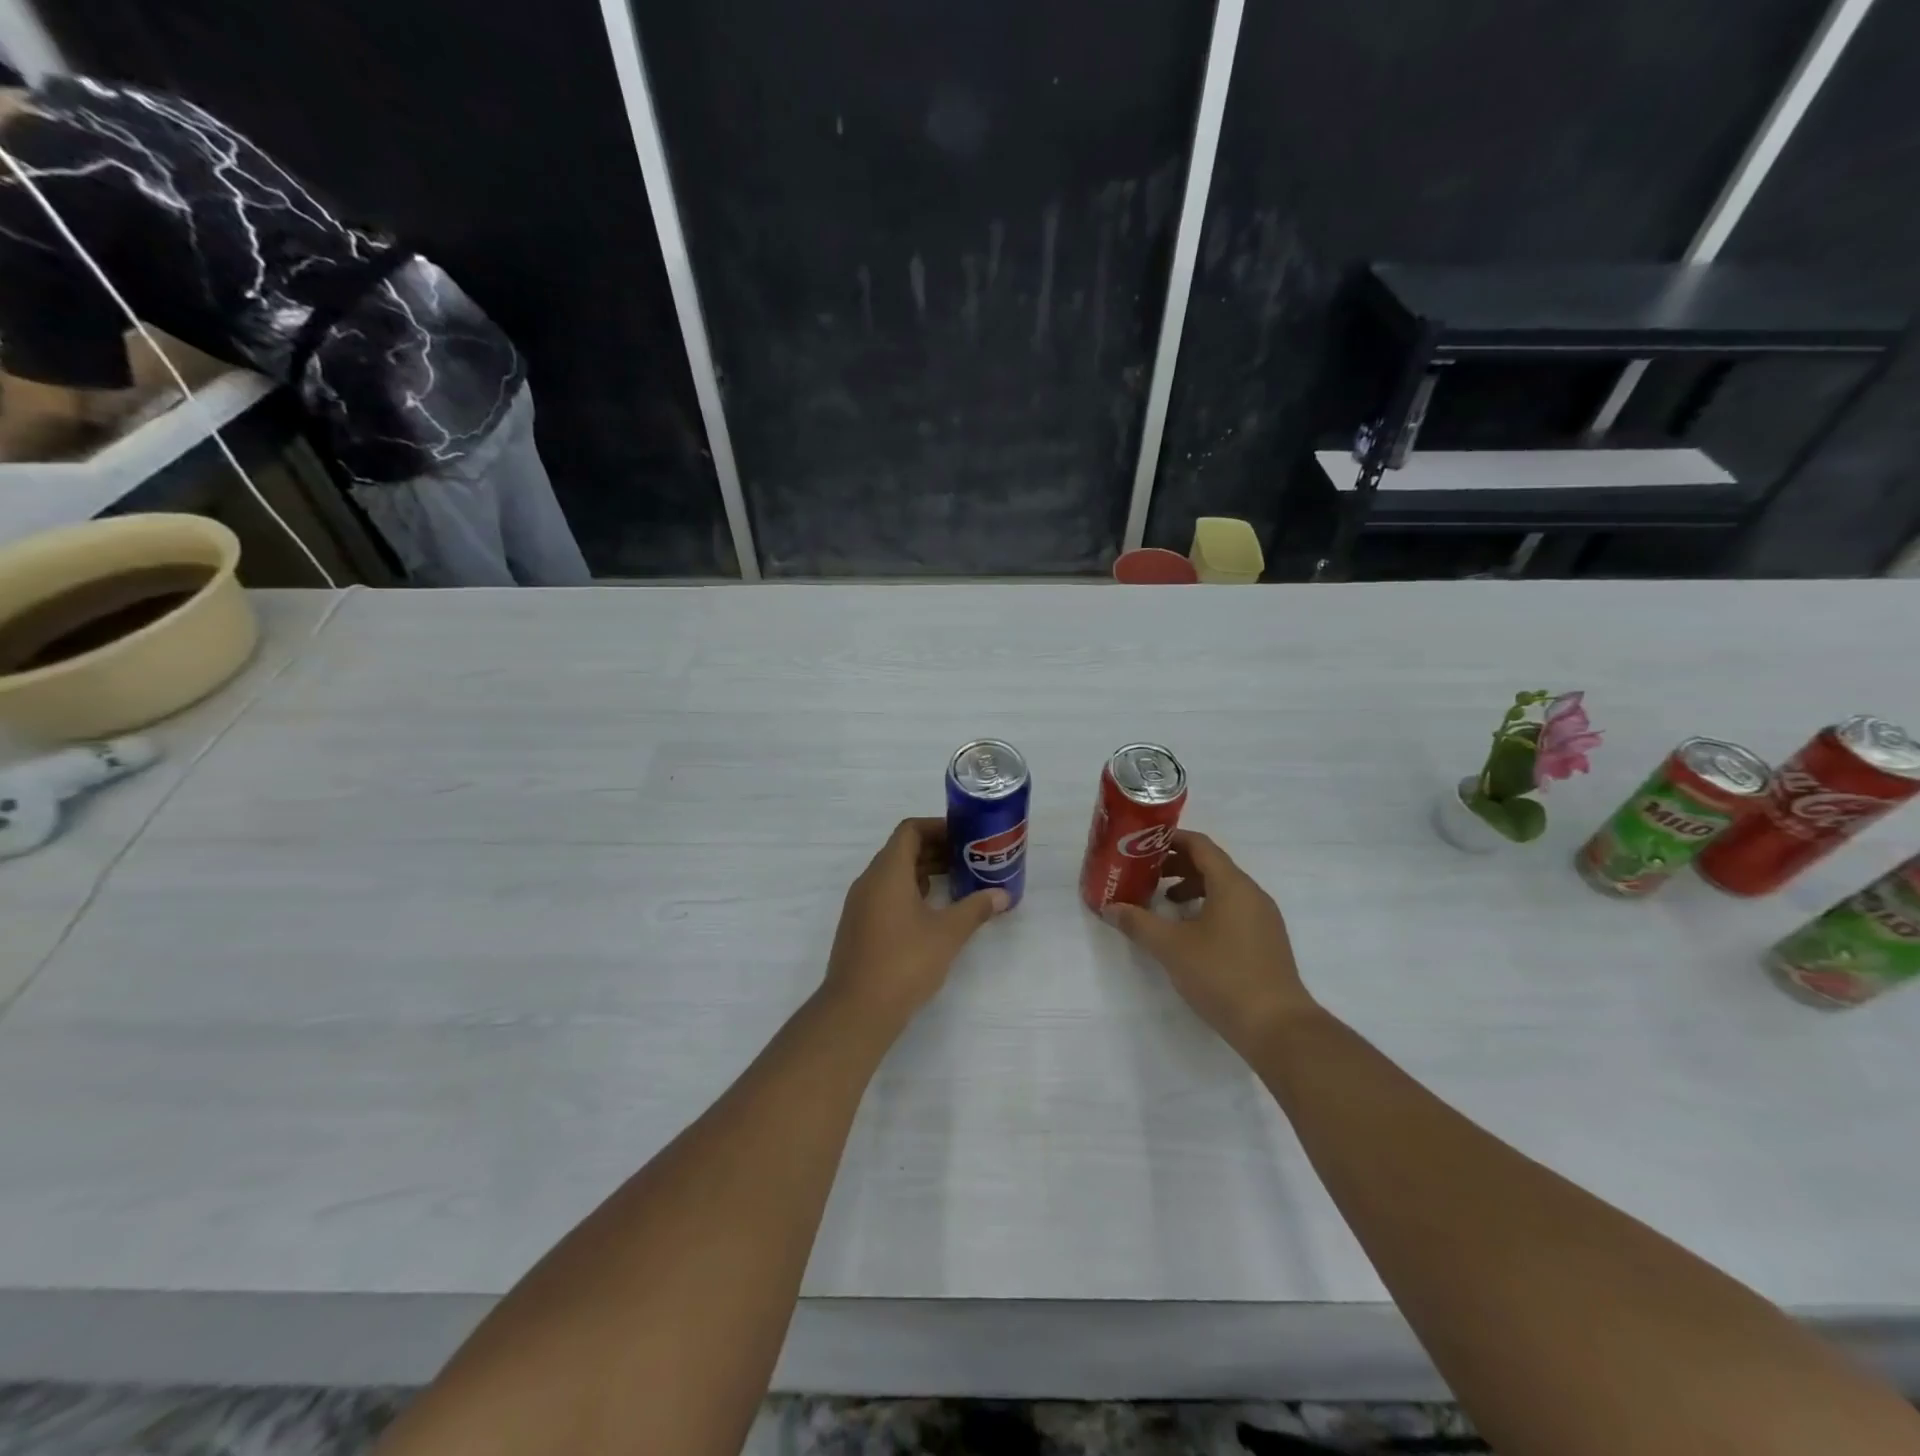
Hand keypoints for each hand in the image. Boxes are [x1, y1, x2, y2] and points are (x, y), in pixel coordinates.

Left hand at [823, 818, 1007, 1026]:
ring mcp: (860, 905)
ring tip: (956, 883)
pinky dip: (910, 892)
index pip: (910, 830)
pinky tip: (933, 913)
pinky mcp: (858, 927)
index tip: (965, 837)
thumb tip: (1002, 895)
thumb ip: (975, 909)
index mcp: (888, 872)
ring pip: (893, 874)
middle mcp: (869, 881)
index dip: (938, 827)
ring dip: (923, 872)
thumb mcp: (947, 934)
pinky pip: (885, 895)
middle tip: (968, 859)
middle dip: (935, 850)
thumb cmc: (904, 962)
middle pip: (901, 850)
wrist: (857, 1010)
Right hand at [1102, 831, 1314, 1055]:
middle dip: (1177, 866)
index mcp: (1232, 885)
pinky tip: (1190, 932)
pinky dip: (1208, 907)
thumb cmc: (1222, 976)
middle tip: (1146, 874)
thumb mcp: (1171, 948)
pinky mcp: (1266, 941)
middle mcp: (1252, 894)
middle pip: (1212, 865)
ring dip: (1192, 888)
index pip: (1200, 845)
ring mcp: (1263, 918)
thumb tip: (1110, 908)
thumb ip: (1138, 923)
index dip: (1171, 840)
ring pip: (1224, 889)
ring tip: (1165, 903)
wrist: (1276, 1027)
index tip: (1143, 845)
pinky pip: (1234, 909)